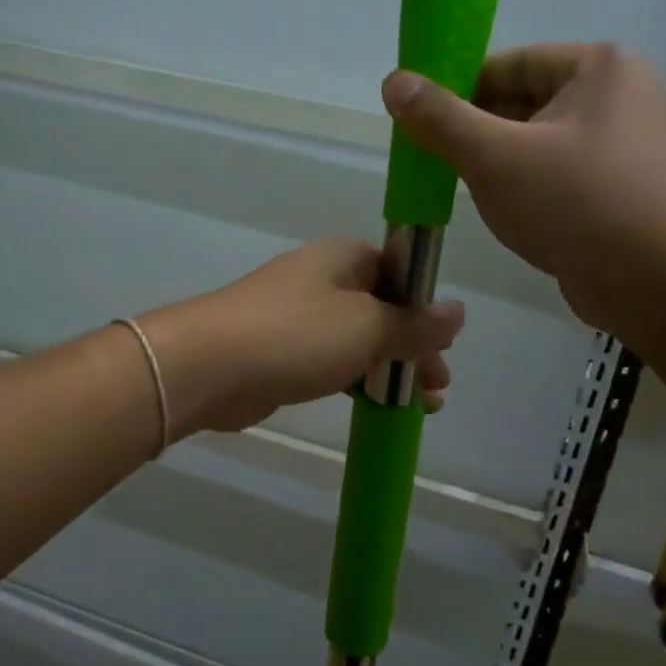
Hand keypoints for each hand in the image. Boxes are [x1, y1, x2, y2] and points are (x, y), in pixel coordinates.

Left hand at [140, 239, 464, 437]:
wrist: (208, 367)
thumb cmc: (296, 335)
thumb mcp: (367, 327)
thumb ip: (415, 324)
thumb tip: (458, 311)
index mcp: (343, 259)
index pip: (398, 272)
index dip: (425, 307)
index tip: (445, 344)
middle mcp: (321, 281)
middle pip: (381, 309)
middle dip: (413, 347)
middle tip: (437, 386)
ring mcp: (297, 318)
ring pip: (357, 340)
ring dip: (389, 369)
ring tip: (421, 406)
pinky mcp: (280, 354)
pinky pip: (331, 363)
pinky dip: (357, 381)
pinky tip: (376, 406)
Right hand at [381, 43, 665, 332]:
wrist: (663, 282)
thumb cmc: (577, 203)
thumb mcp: (495, 157)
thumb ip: (441, 119)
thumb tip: (394, 81)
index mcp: (597, 68)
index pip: (508, 64)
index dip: (457, 88)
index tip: (419, 121)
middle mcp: (617, 97)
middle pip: (523, 102)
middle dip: (475, 132)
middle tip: (432, 160)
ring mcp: (624, 147)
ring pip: (538, 144)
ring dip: (497, 165)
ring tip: (458, 189)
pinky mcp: (621, 191)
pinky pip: (558, 177)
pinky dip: (526, 189)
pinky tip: (501, 214)